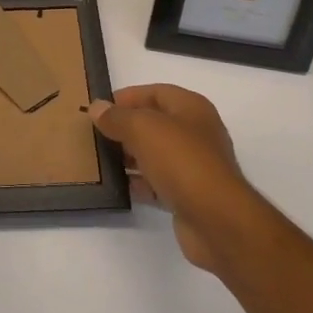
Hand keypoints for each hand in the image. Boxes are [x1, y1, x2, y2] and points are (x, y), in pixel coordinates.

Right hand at [89, 85, 255, 272]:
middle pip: (154, 123)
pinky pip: (159, 182)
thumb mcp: (143, 128)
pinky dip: (140, 183)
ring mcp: (194, 165)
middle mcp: (195, 132)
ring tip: (101, 160)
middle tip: (96, 135)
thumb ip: (117, 117)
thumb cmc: (182, 161)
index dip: (127, 97)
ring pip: (155, 154)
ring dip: (130, 156)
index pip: (155, 92)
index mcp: (191, 108)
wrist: (217, 220)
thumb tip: (97, 107)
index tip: (100, 109)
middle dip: (126, 128)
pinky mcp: (189, 195)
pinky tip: (120, 186)